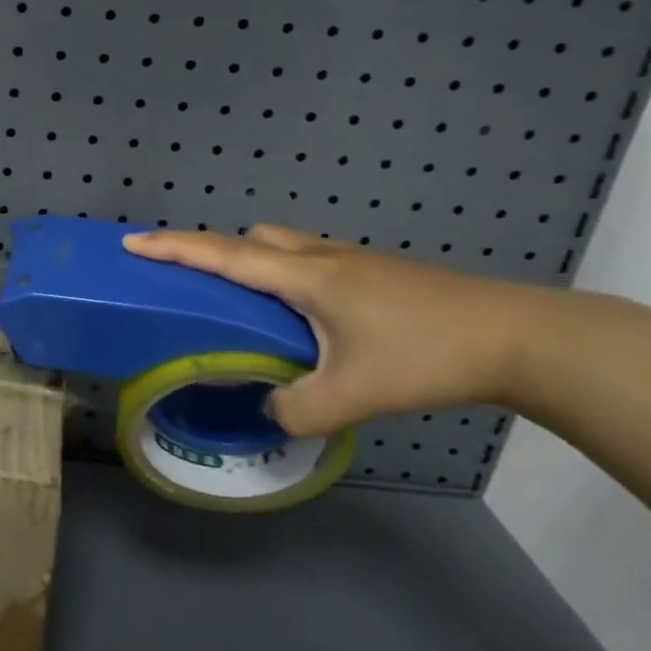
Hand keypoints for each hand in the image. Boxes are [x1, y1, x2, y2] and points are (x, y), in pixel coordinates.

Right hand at [123, 225, 536, 434]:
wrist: (517, 336)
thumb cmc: (427, 354)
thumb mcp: (353, 396)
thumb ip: (296, 410)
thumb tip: (267, 412)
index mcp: (306, 277)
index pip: (224, 255)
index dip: (174, 248)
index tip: (133, 243)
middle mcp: (322, 258)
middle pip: (253, 238)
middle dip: (217, 253)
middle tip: (201, 291)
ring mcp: (353, 261)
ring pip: (285, 246)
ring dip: (256, 264)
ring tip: (251, 311)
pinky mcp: (376, 273)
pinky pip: (311, 261)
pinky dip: (288, 277)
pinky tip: (306, 322)